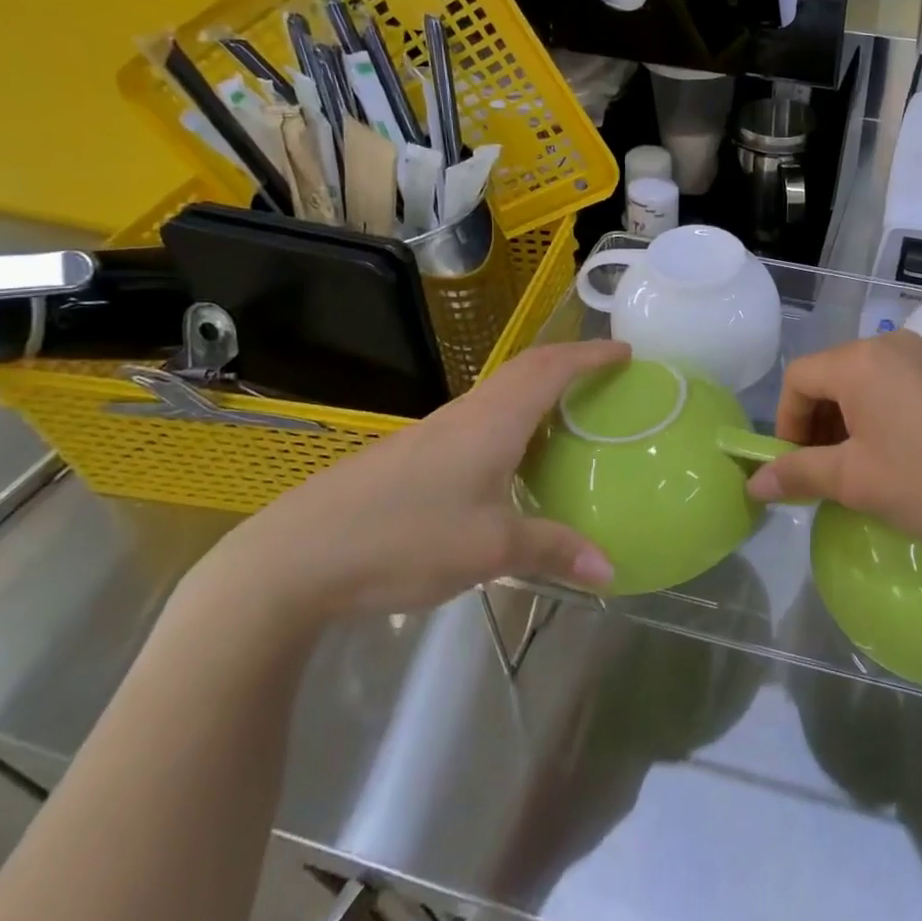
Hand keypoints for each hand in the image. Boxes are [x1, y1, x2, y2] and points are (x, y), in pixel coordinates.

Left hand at [201, 341, 627, 627]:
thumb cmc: (405, 537)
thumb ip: (553, 551)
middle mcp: (466, 414)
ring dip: (538, 391)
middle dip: (569, 363)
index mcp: (493, 420)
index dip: (591, 355)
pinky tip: (511, 462)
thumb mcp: (490, 549)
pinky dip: (512, 421)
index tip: (626, 351)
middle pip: (525, 370)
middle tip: (605, 376)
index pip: (552, 368)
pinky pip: (478, 421)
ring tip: (568, 416)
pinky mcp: (411, 456)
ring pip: (499, 394)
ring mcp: (433, 433)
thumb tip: (611, 569)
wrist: (295, 557)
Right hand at [746, 331, 921, 555]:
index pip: (798, 379)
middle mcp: (893, 345)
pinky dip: (886, 416)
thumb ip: (799, 475)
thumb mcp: (857, 483)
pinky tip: (908, 457)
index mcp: (860, 362)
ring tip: (867, 469)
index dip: (786, 424)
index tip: (798, 468)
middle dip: (818, 424)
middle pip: (832, 376)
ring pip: (868, 383)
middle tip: (829, 473)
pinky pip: (903, 386)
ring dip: (852, 422)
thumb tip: (754, 484)